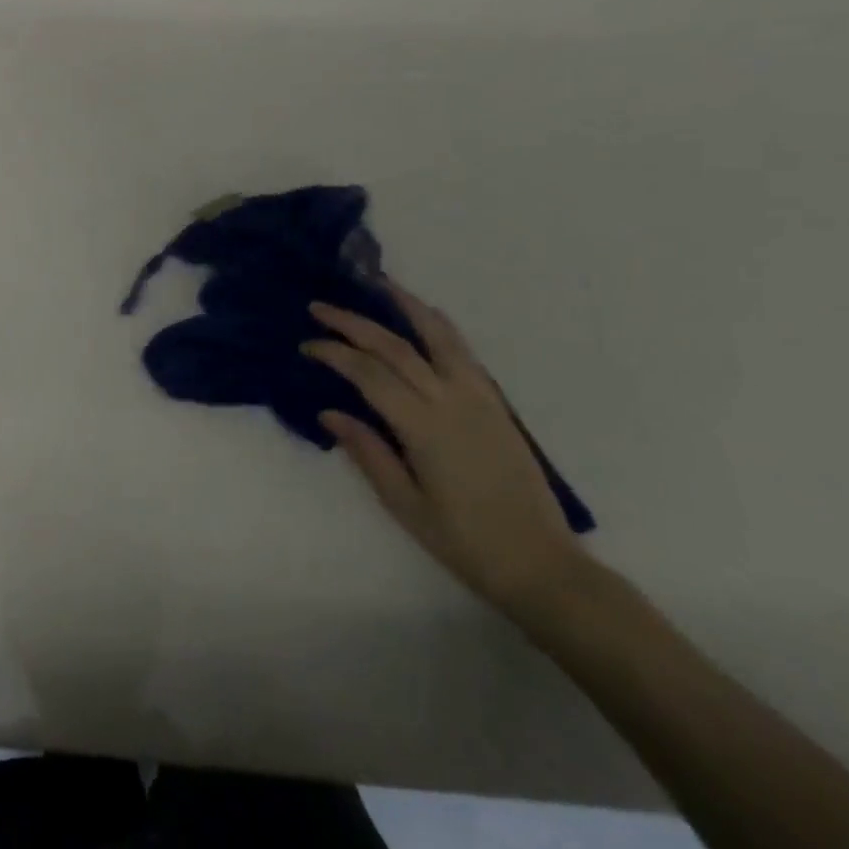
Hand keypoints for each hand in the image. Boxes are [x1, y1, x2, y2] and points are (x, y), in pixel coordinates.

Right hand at [302, 284, 585, 616]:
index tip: (307, 345)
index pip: (369, 374)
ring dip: (406, 306)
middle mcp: (451, 400)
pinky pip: (463, 351)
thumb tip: (329, 412)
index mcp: (424, 427)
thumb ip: (368, 452)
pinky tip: (425, 318)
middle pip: (395, 347)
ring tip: (379, 285)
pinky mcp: (495, 403)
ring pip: (438, 336)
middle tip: (321, 307)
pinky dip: (439, 327)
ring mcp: (479, 397)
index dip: (334, 353)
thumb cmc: (465, 542)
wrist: (541, 564)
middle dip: (354, 323)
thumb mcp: (405, 504)